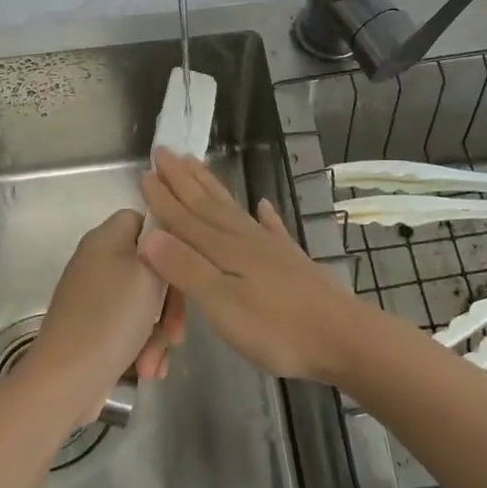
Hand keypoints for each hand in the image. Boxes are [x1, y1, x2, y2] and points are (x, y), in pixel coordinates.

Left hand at [30, 208, 185, 423]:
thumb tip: (165, 239)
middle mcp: (97, 262)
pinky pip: (128, 328)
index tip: (184, 269)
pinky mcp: (92, 328)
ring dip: (157, 334)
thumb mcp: (149, 273)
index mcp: (105, 238)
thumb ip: (164, 247)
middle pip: (149, 267)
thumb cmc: (111, 318)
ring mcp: (93, 297)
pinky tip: (147, 370)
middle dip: (169, 303)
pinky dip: (140, 348)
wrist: (65, 380)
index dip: (169, 241)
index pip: (145, 220)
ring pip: (143, 304)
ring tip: (154, 363)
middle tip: (177, 331)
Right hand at [139, 148, 370, 383]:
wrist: (342, 337)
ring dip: (211, 187)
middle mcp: (244, 239)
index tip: (144, 171)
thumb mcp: (222, 304)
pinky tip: (264, 205)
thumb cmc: (276, 328)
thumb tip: (148, 234)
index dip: (163, 197)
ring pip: (232, 209)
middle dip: (183, 179)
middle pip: (206, 204)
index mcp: (224, 249)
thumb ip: (186, 268)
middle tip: (165, 151)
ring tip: (198, 164)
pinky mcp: (290, 261)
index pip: (184, 218)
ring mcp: (270, 248)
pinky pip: (272, 228)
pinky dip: (266, 215)